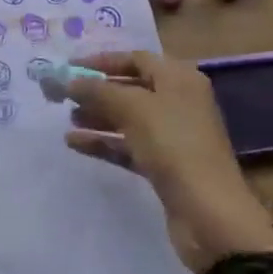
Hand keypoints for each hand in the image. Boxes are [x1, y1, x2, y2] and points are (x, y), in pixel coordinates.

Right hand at [65, 51, 272, 273]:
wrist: (210, 215)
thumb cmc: (174, 145)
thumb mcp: (133, 108)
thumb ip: (98, 90)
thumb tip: (68, 80)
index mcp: (178, 78)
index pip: (135, 58)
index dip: (101, 61)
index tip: (69, 67)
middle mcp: (177, 102)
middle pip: (130, 88)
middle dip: (96, 90)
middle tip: (62, 95)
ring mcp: (172, 135)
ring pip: (128, 118)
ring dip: (97, 117)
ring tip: (67, 120)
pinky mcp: (165, 166)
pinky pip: (129, 145)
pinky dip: (104, 142)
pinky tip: (75, 144)